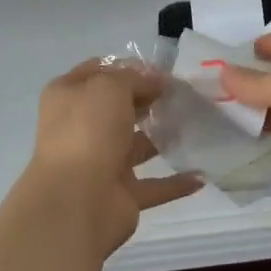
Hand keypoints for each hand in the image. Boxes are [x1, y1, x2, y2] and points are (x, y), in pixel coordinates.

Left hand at [17, 60, 202, 260]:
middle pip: (118, 108)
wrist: (76, 202)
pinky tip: (202, 174)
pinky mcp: (120, 195)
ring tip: (196, 126)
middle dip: (148, 100)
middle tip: (183, 95)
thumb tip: (155, 82)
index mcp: (68, 97)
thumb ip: (134, 78)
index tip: (161, 71)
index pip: (98, 72)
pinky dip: (175, 182)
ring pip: (136, 146)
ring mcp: (100, 163)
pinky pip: (154, 185)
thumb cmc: (87, 131)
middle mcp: (80, 128)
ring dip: (162, 138)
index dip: (128, 68)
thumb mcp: (110, 86)